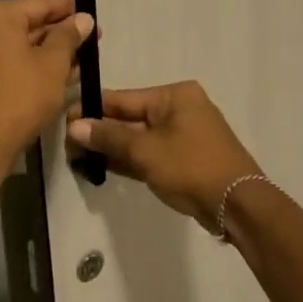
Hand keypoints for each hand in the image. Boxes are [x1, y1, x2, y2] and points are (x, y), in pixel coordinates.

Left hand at [0, 0, 93, 193]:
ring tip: (82, 57)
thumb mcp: (53, 64)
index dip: (69, 9)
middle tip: (92, 39)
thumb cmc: (21, 97)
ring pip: (18, 42)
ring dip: (48, 50)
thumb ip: (69, 36)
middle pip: (27, 22)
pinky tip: (58, 71)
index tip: (92, 13)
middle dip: (60, 32)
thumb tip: (84, 18)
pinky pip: (6, 58)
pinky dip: (29, 62)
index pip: (39, 4)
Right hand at [68, 81, 260, 221]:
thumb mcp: (145, 150)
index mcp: (174, 96)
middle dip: (100, 131)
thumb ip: (109, 137)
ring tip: (78, 157)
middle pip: (129, 117)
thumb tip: (75, 127)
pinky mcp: (183, 159)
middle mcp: (179, 109)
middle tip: (68, 144)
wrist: (237, 205)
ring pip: (138, 137)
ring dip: (111, 147)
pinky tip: (101, 166)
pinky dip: (128, 159)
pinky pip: (149, 153)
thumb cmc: (191, 166)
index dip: (92, 109)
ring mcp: (182, 135)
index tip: (65, 119)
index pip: (123, 98)